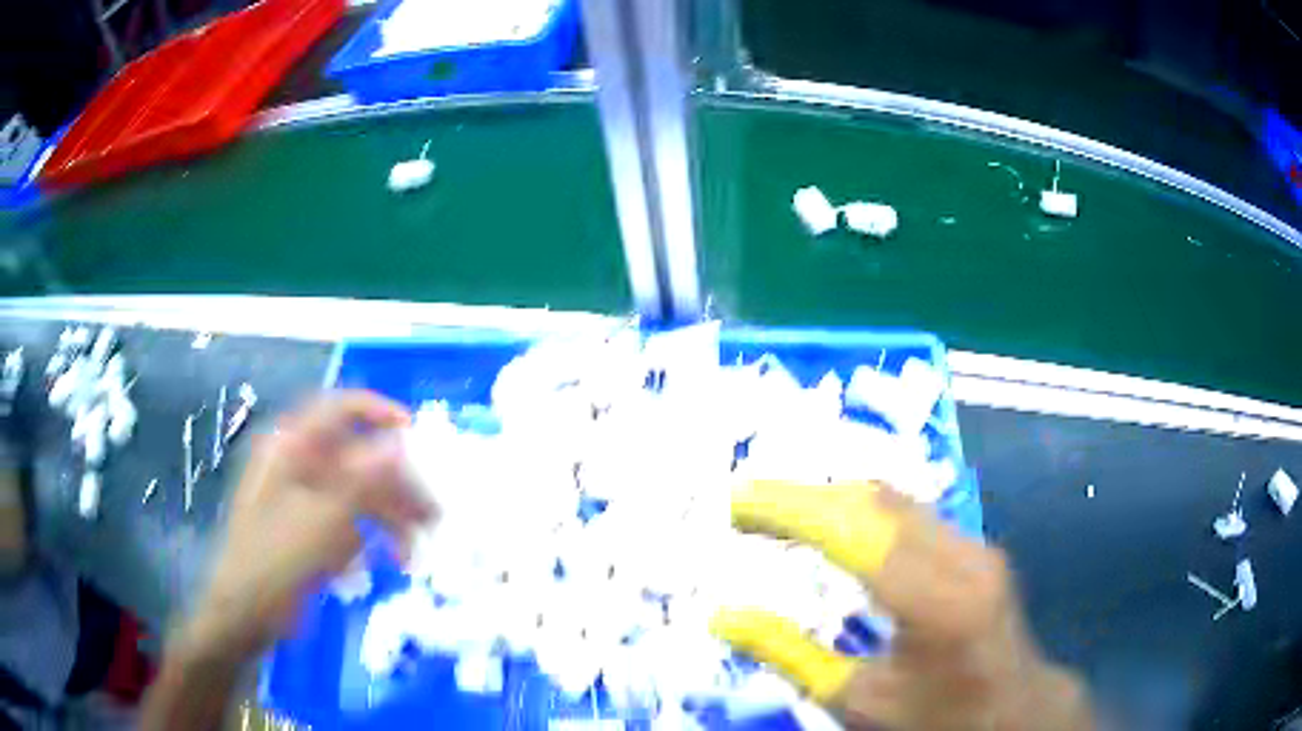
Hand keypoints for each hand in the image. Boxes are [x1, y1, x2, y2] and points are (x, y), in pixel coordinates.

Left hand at [186, 391, 433, 661]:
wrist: (245, 614)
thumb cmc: (274, 563)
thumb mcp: (320, 522)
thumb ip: (360, 480)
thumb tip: (398, 442)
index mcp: (291, 448)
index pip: (338, 410)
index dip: (378, 414)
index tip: (415, 436)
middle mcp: (297, 464)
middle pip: (356, 457)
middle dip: (396, 486)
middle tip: (431, 516)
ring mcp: (302, 496)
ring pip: (356, 493)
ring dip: (389, 519)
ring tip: (415, 555)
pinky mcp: (308, 526)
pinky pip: (347, 521)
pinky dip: (368, 539)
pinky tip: (380, 565)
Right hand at [711, 480, 1093, 729]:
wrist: (1012, 711)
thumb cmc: (934, 717)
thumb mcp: (858, 701)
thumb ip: (791, 655)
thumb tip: (724, 617)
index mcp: (936, 604)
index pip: (854, 535)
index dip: (791, 510)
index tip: (736, 502)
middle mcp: (963, 558)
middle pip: (874, 502)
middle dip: (806, 496)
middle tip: (748, 505)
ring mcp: (976, 546)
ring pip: (894, 499)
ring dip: (832, 499)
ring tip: (779, 512)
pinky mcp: (977, 547)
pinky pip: (911, 513)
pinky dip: (861, 511)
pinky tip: (834, 525)